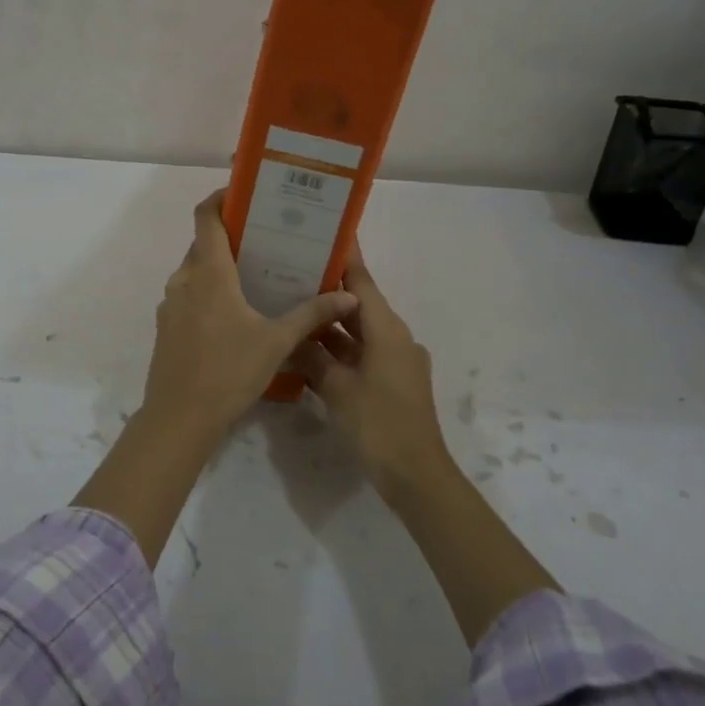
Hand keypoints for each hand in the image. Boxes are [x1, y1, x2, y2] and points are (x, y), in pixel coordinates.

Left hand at [139, 190, 358, 442]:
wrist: (179, 418)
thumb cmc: (229, 371)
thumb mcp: (277, 342)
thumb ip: (312, 314)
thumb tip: (348, 295)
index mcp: (209, 273)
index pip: (207, 217)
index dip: (221, 199)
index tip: (245, 194)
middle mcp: (184, 280)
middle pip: (204, 243)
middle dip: (231, 237)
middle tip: (267, 240)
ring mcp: (171, 304)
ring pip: (195, 271)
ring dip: (220, 267)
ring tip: (256, 276)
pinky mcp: (166, 326)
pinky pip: (188, 295)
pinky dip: (208, 292)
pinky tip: (234, 314)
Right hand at [290, 249, 452, 500]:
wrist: (415, 473)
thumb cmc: (378, 423)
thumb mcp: (336, 388)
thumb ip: (312, 357)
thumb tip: (290, 337)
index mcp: (387, 329)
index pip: (362, 281)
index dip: (345, 257)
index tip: (326, 232)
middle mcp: (395, 337)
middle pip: (359, 304)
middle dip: (329, 289)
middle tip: (293, 271)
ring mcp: (396, 361)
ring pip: (358, 331)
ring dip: (331, 323)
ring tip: (293, 306)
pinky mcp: (391, 382)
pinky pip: (361, 353)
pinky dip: (338, 349)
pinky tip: (308, 349)